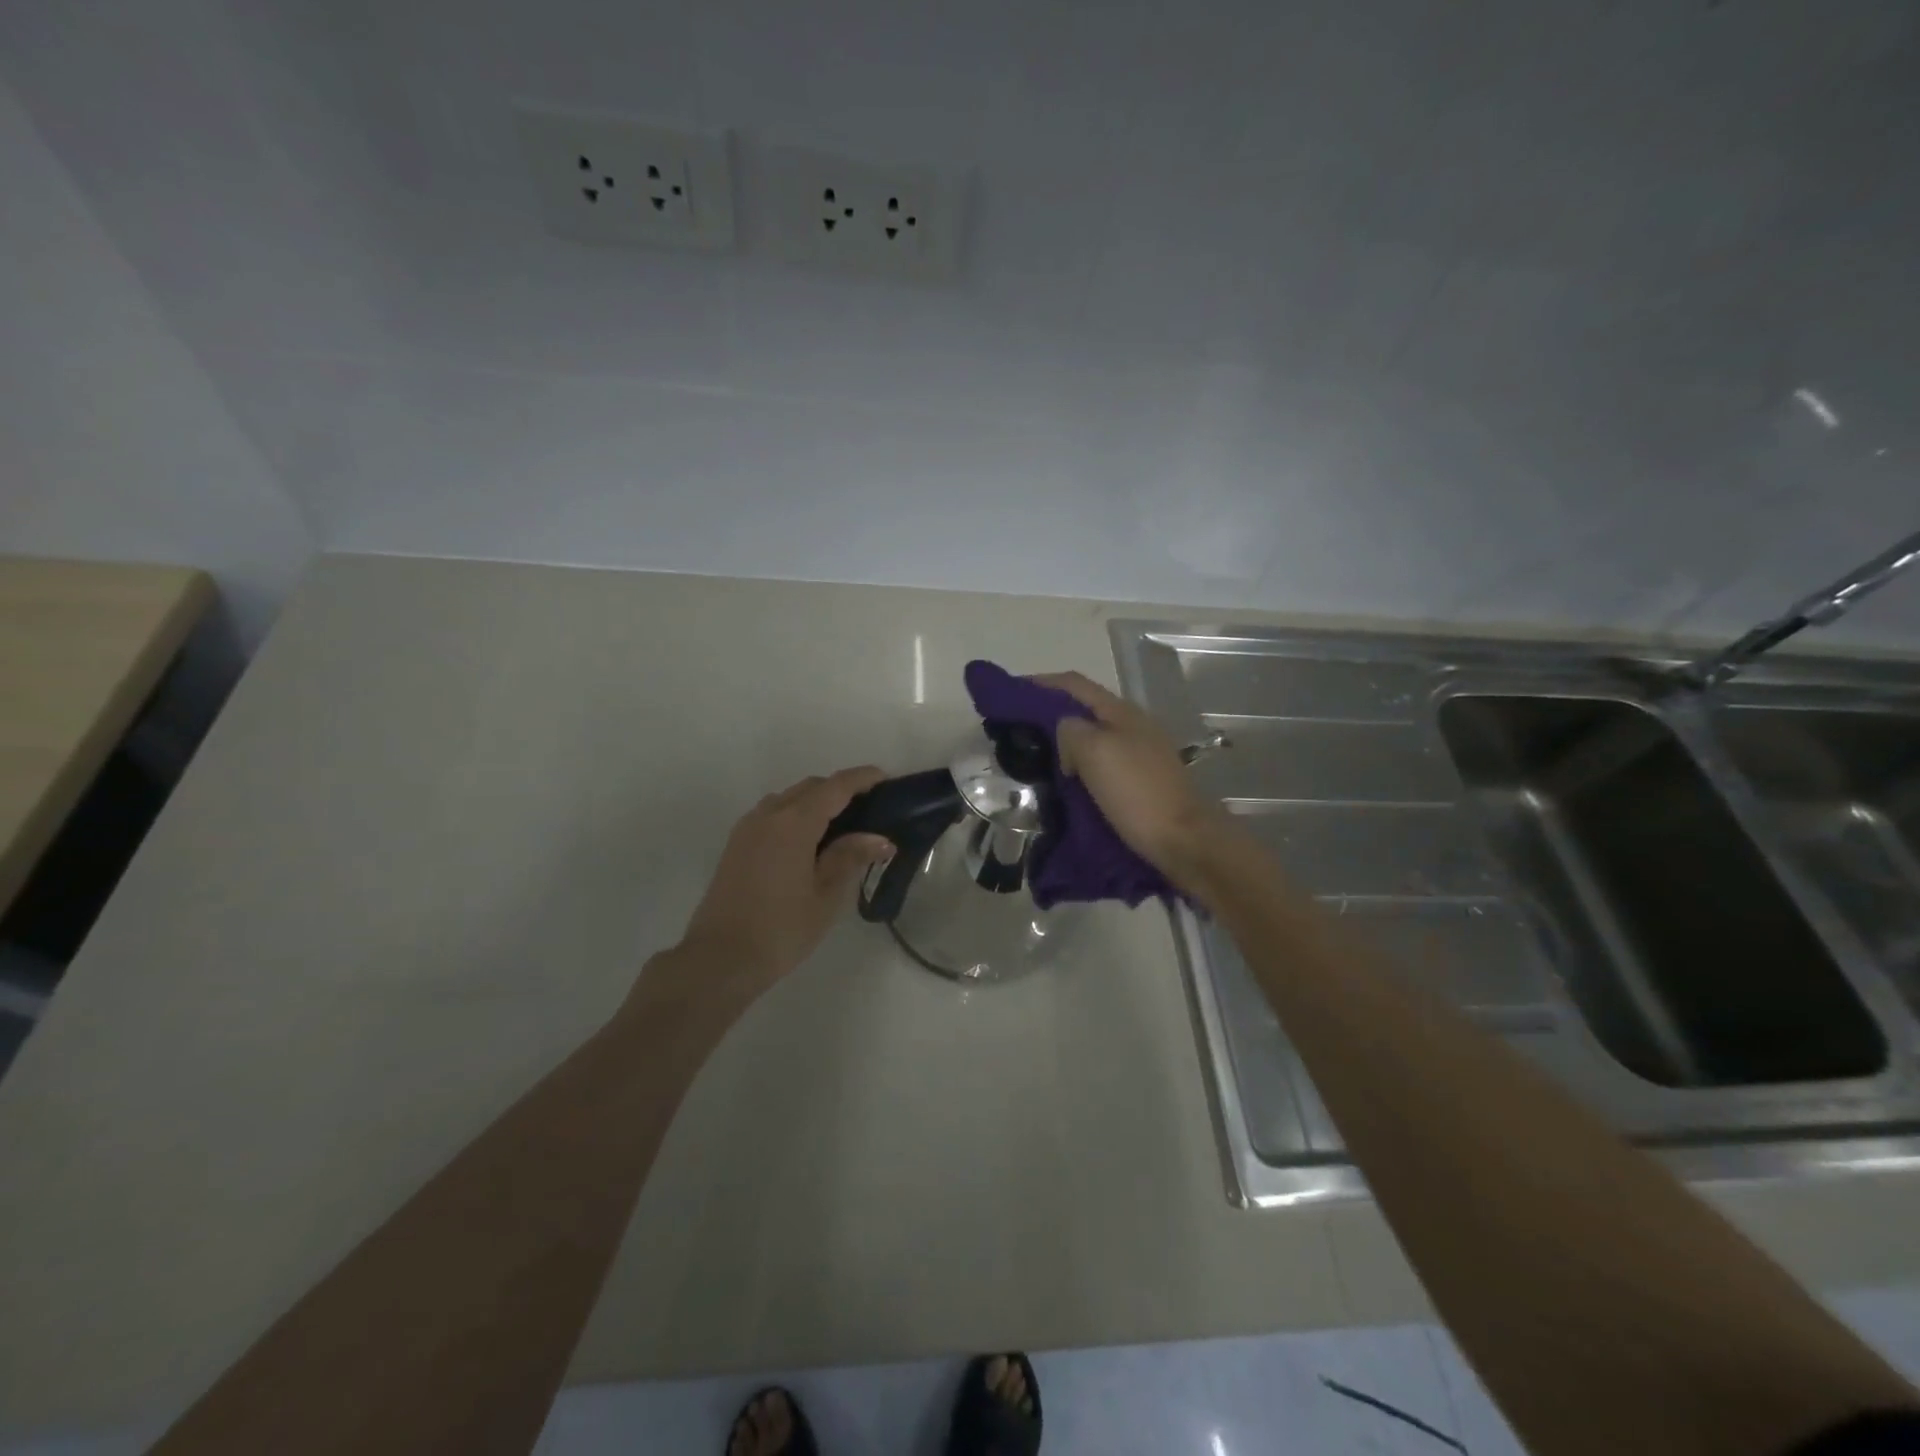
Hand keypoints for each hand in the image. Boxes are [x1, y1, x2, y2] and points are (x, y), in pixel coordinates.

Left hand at [661, 766, 892, 1010]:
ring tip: (841, 826)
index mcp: (794, 822)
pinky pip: (772, 814)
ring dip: (815, 802)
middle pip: (810, 787)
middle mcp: (769, 814)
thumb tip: (880, 838)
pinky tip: (809, 842)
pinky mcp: (736, 845)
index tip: (885, 778)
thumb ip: (851, 858)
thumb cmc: (781, 929)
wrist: (719, 959)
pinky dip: (795, 815)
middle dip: (840, 790)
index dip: (861, 778)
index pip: (835, 787)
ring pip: (789, 799)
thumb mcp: (826, 896)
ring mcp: (748, 828)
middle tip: (869, 809)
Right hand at [1036, 672, 1240, 894]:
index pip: (1073, 684)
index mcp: (1121, 712)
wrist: (1184, 842)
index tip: (1008, 693)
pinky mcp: (1139, 783)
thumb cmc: (1137, 792)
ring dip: (1060, 744)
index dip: (1039, 683)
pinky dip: (1075, 768)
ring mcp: (1138, 755)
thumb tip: (1064, 735)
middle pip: (1082, 710)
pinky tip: (1061, 784)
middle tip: (1015, 730)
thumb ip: (1070, 730)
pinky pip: (1098, 765)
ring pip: (1089, 739)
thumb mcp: (1096, 751)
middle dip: (1047, 715)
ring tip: (1031, 758)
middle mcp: (1131, 726)